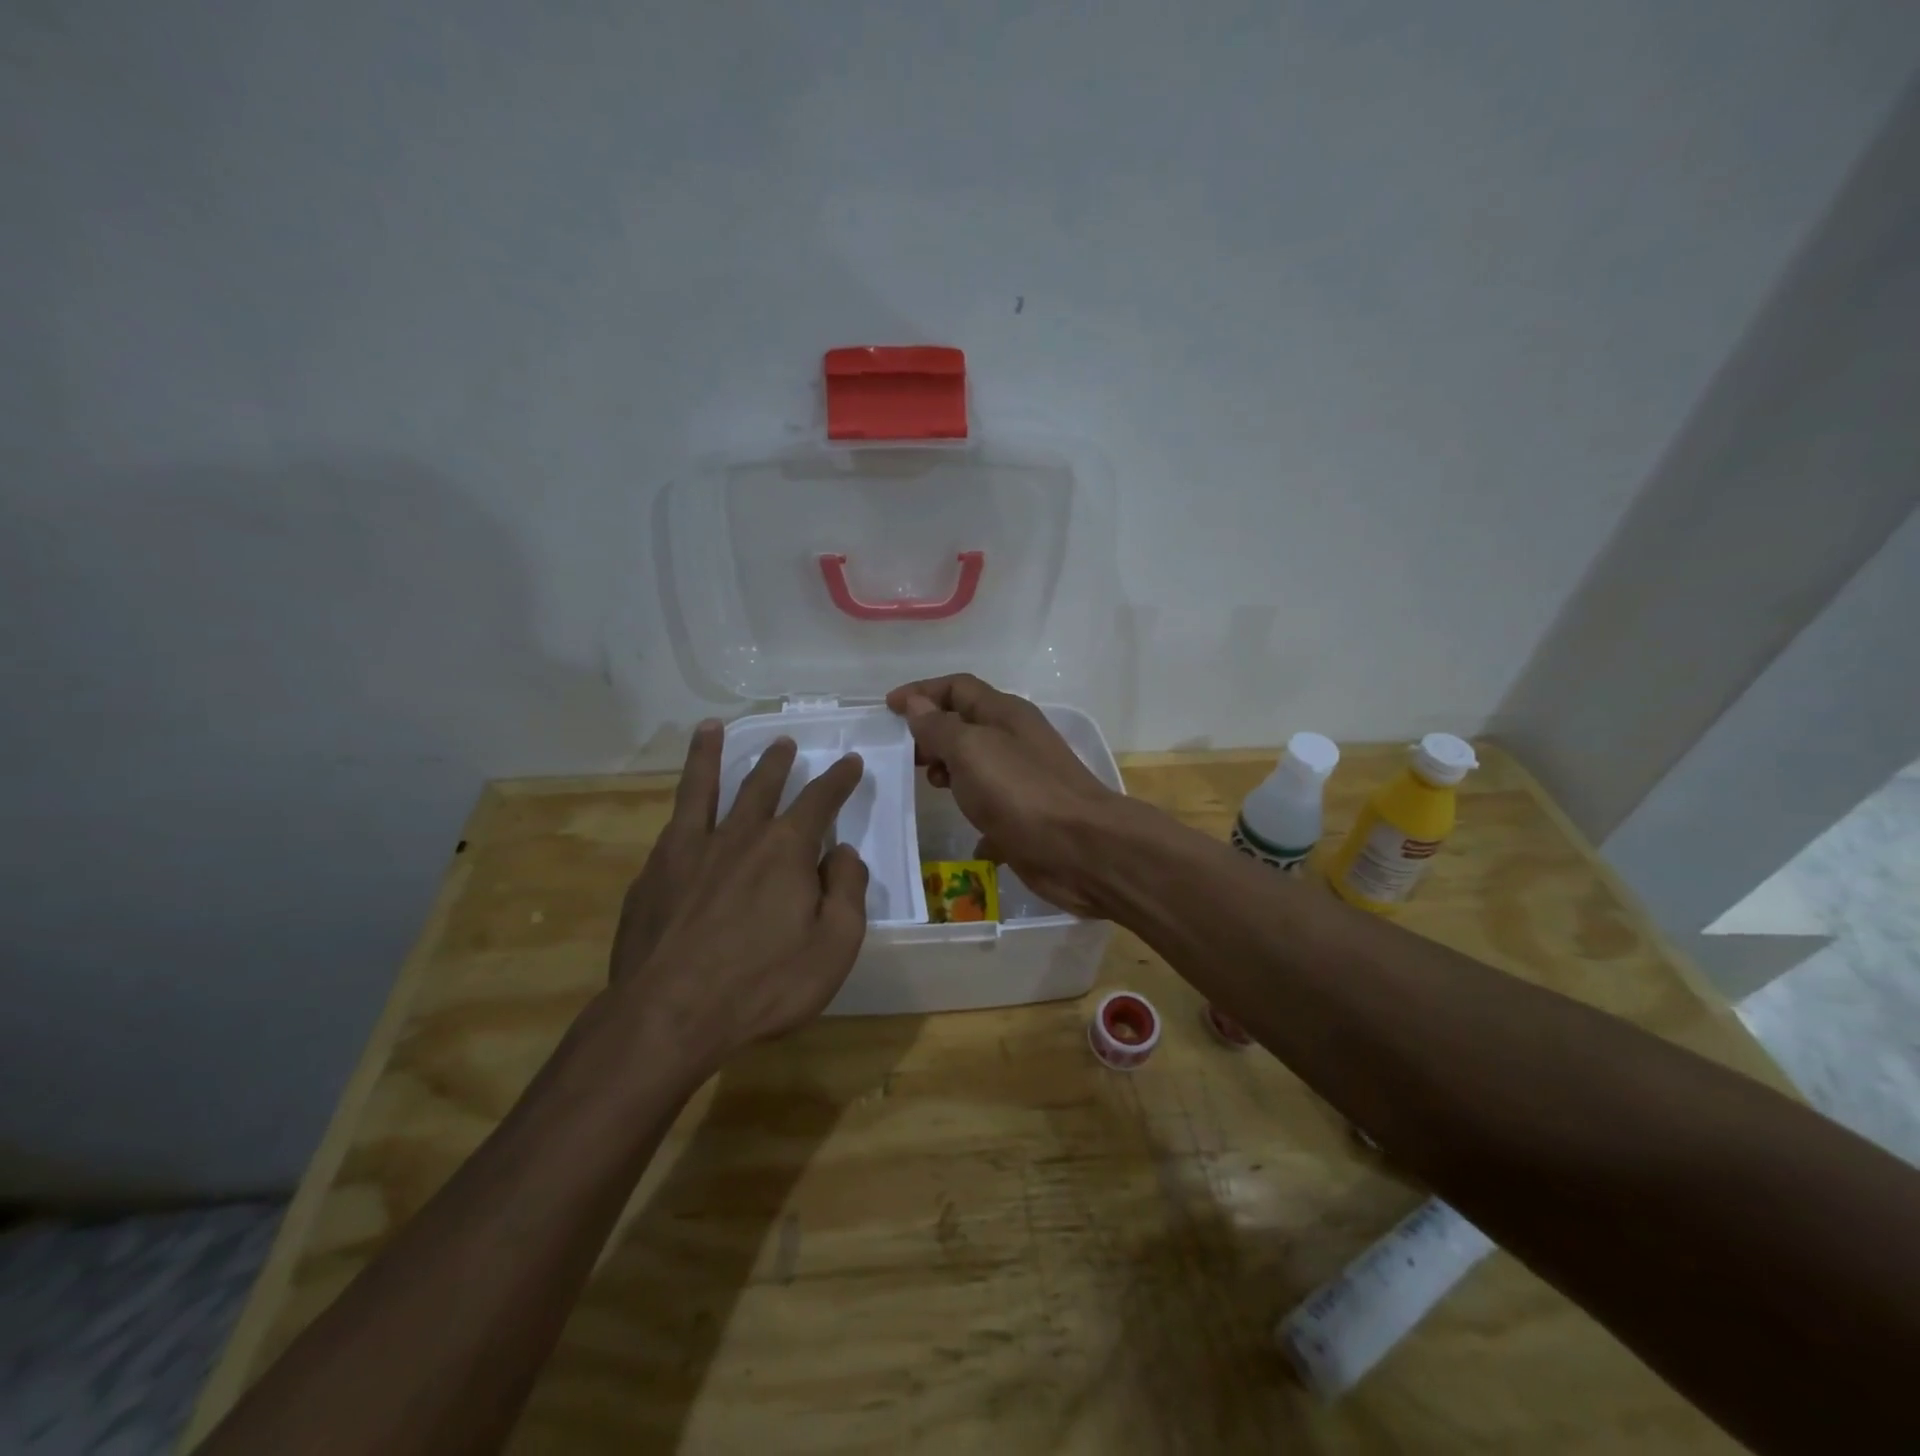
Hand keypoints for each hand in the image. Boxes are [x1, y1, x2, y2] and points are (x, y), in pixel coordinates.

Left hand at [609, 722, 869, 1069]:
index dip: (839, 779)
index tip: (850, 762)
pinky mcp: (653, 873)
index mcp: (786, 849)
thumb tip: (843, 853)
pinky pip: (672, 825)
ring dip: (710, 755)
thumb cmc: (764, 984)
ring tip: (712, 728)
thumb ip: (847, 891)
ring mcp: (689, 850)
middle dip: (778, 762)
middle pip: (761, 785)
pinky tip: (680, 812)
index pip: (821, 800)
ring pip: (703, 788)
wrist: (668, 1014)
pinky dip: (680, 805)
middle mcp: (738, 835)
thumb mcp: (834, 945)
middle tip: (786, 742)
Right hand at [885, 674, 1121, 916]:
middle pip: (966, 725)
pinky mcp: (1026, 818)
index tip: (888, 709)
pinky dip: (975, 816)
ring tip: (929, 789)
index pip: (957, 687)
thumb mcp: (971, 750)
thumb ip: (940, 727)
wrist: (1081, 849)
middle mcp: (1015, 741)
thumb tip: (917, 705)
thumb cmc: (1021, 791)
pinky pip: (992, 809)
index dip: (922, 692)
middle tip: (904, 756)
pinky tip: (964, 835)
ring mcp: (1023, 780)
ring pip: (977, 767)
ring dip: (950, 773)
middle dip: (932, 735)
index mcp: (1004, 714)